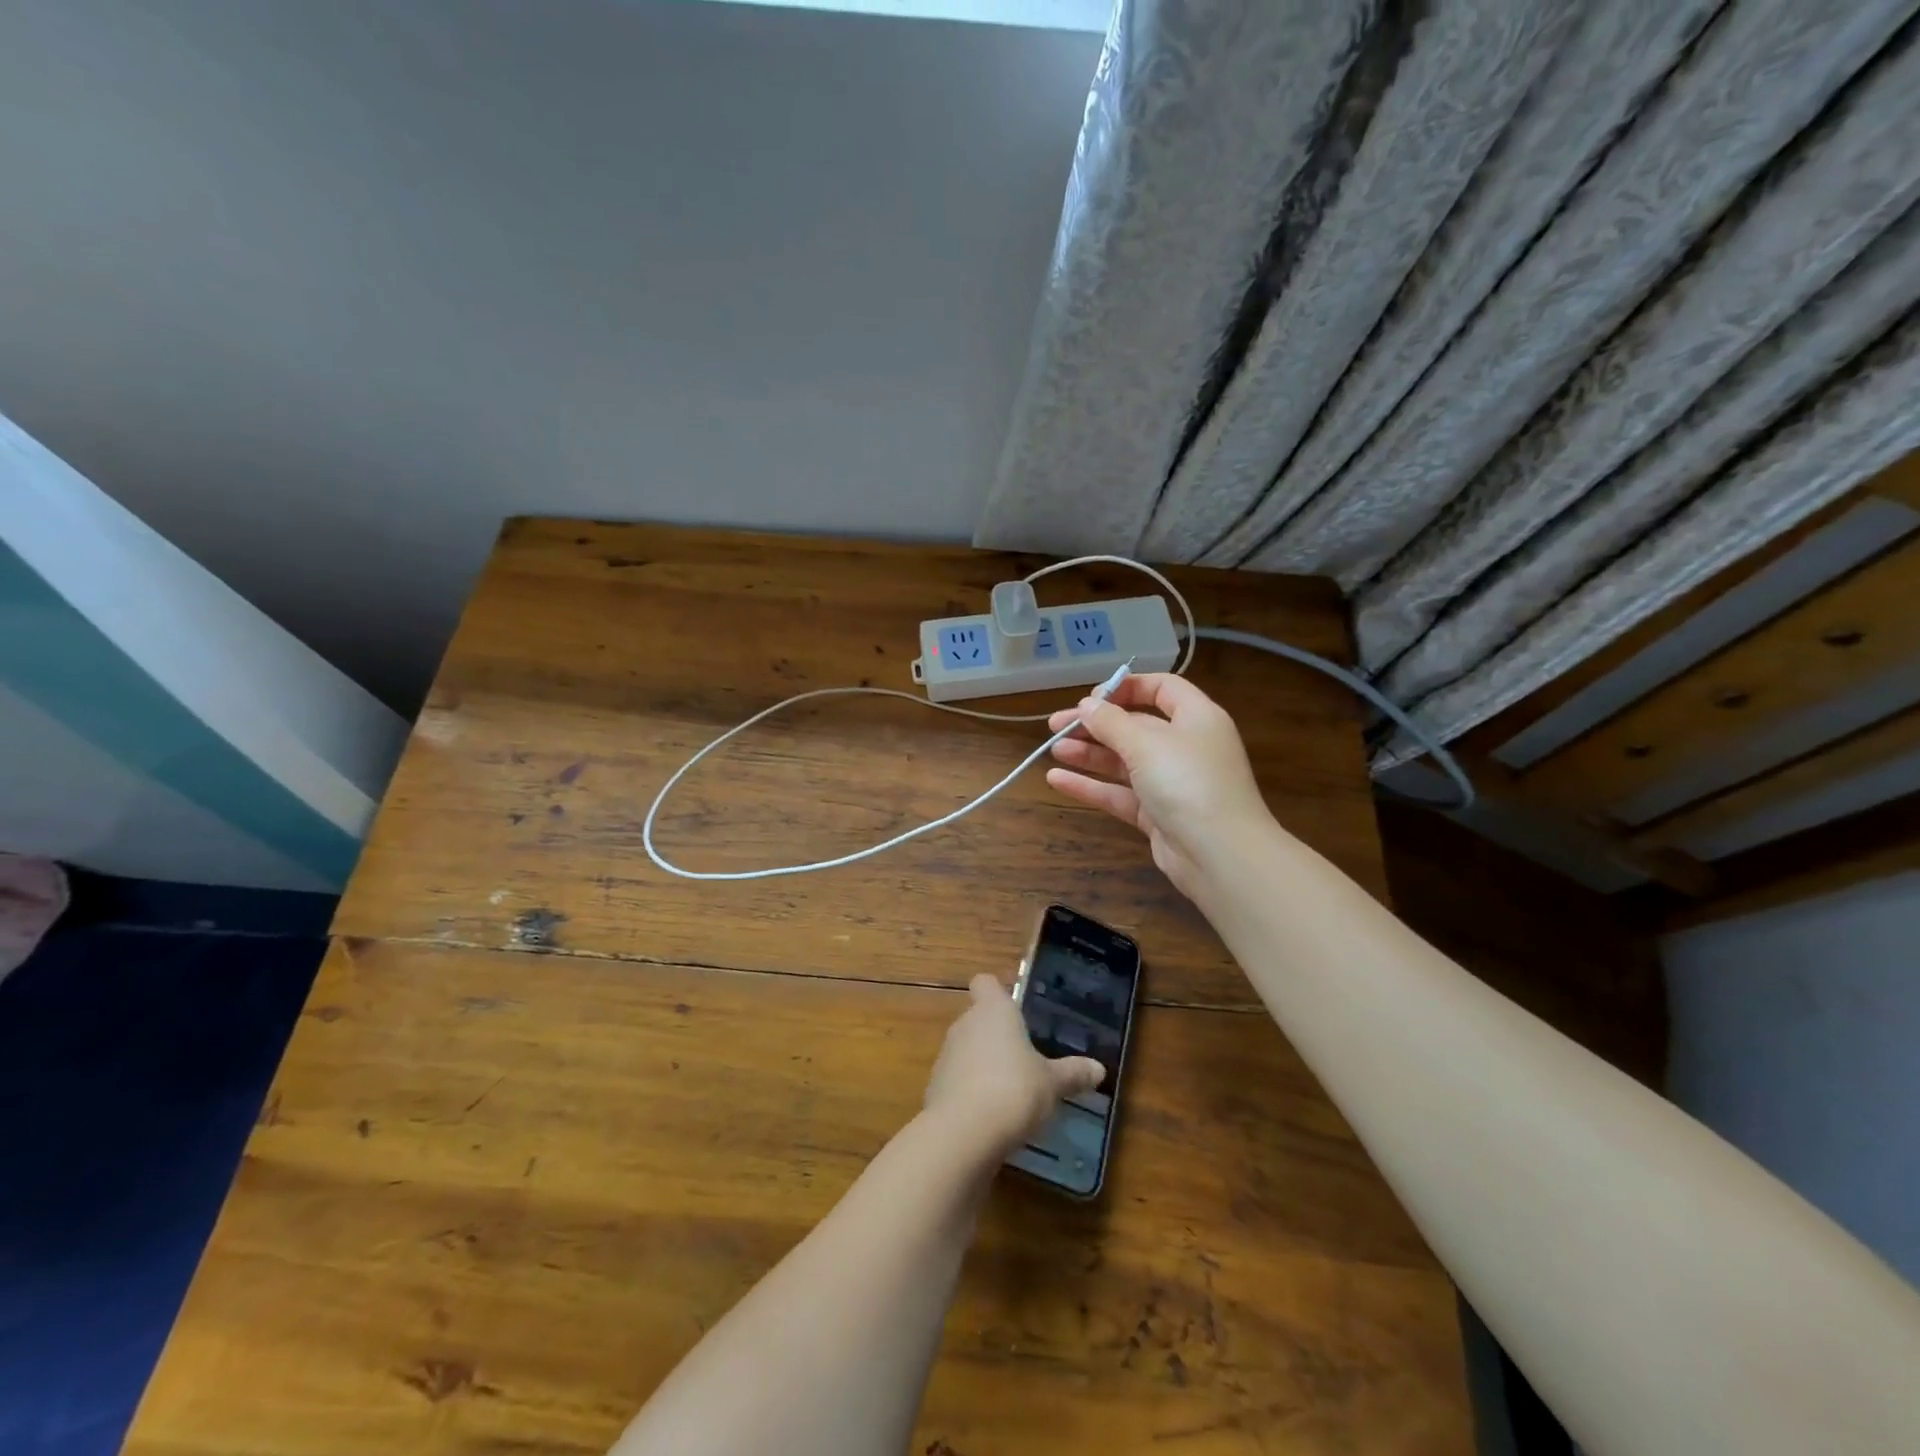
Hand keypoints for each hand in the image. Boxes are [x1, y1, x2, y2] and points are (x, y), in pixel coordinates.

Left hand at [923, 974, 1104, 1157]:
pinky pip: (958, 1081)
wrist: (963, 1134)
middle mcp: (965, 1024)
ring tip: (1012, 1090)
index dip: (997, 991)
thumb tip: (1099, 1069)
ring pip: (966, 1050)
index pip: (985, 983)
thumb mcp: (1052, 1084)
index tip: (1015, 1007)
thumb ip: (1073, 1073)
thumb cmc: (1014, 1090)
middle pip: (977, 1018)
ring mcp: (946, 1056)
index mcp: (993, 1010)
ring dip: (983, 1065)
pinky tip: (992, 1116)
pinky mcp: (936, 1088)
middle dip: (997, 1035)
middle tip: (1025, 1056)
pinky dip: (971, 1092)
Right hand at [1046, 672, 1270, 897]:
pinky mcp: (1158, 815)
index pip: (1162, 688)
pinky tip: (1057, 780)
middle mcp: (1186, 746)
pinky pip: (1119, 794)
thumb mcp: (1146, 743)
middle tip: (1056, 725)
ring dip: (1089, 754)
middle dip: (1095, 724)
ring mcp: (1172, 783)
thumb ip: (1111, 722)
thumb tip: (1087, 706)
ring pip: (1124, 761)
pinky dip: (1091, 786)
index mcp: (1196, 718)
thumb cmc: (1188, 782)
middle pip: (1135, 726)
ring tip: (1053, 749)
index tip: (1091, 698)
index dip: (1127, 687)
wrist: (1220, 855)